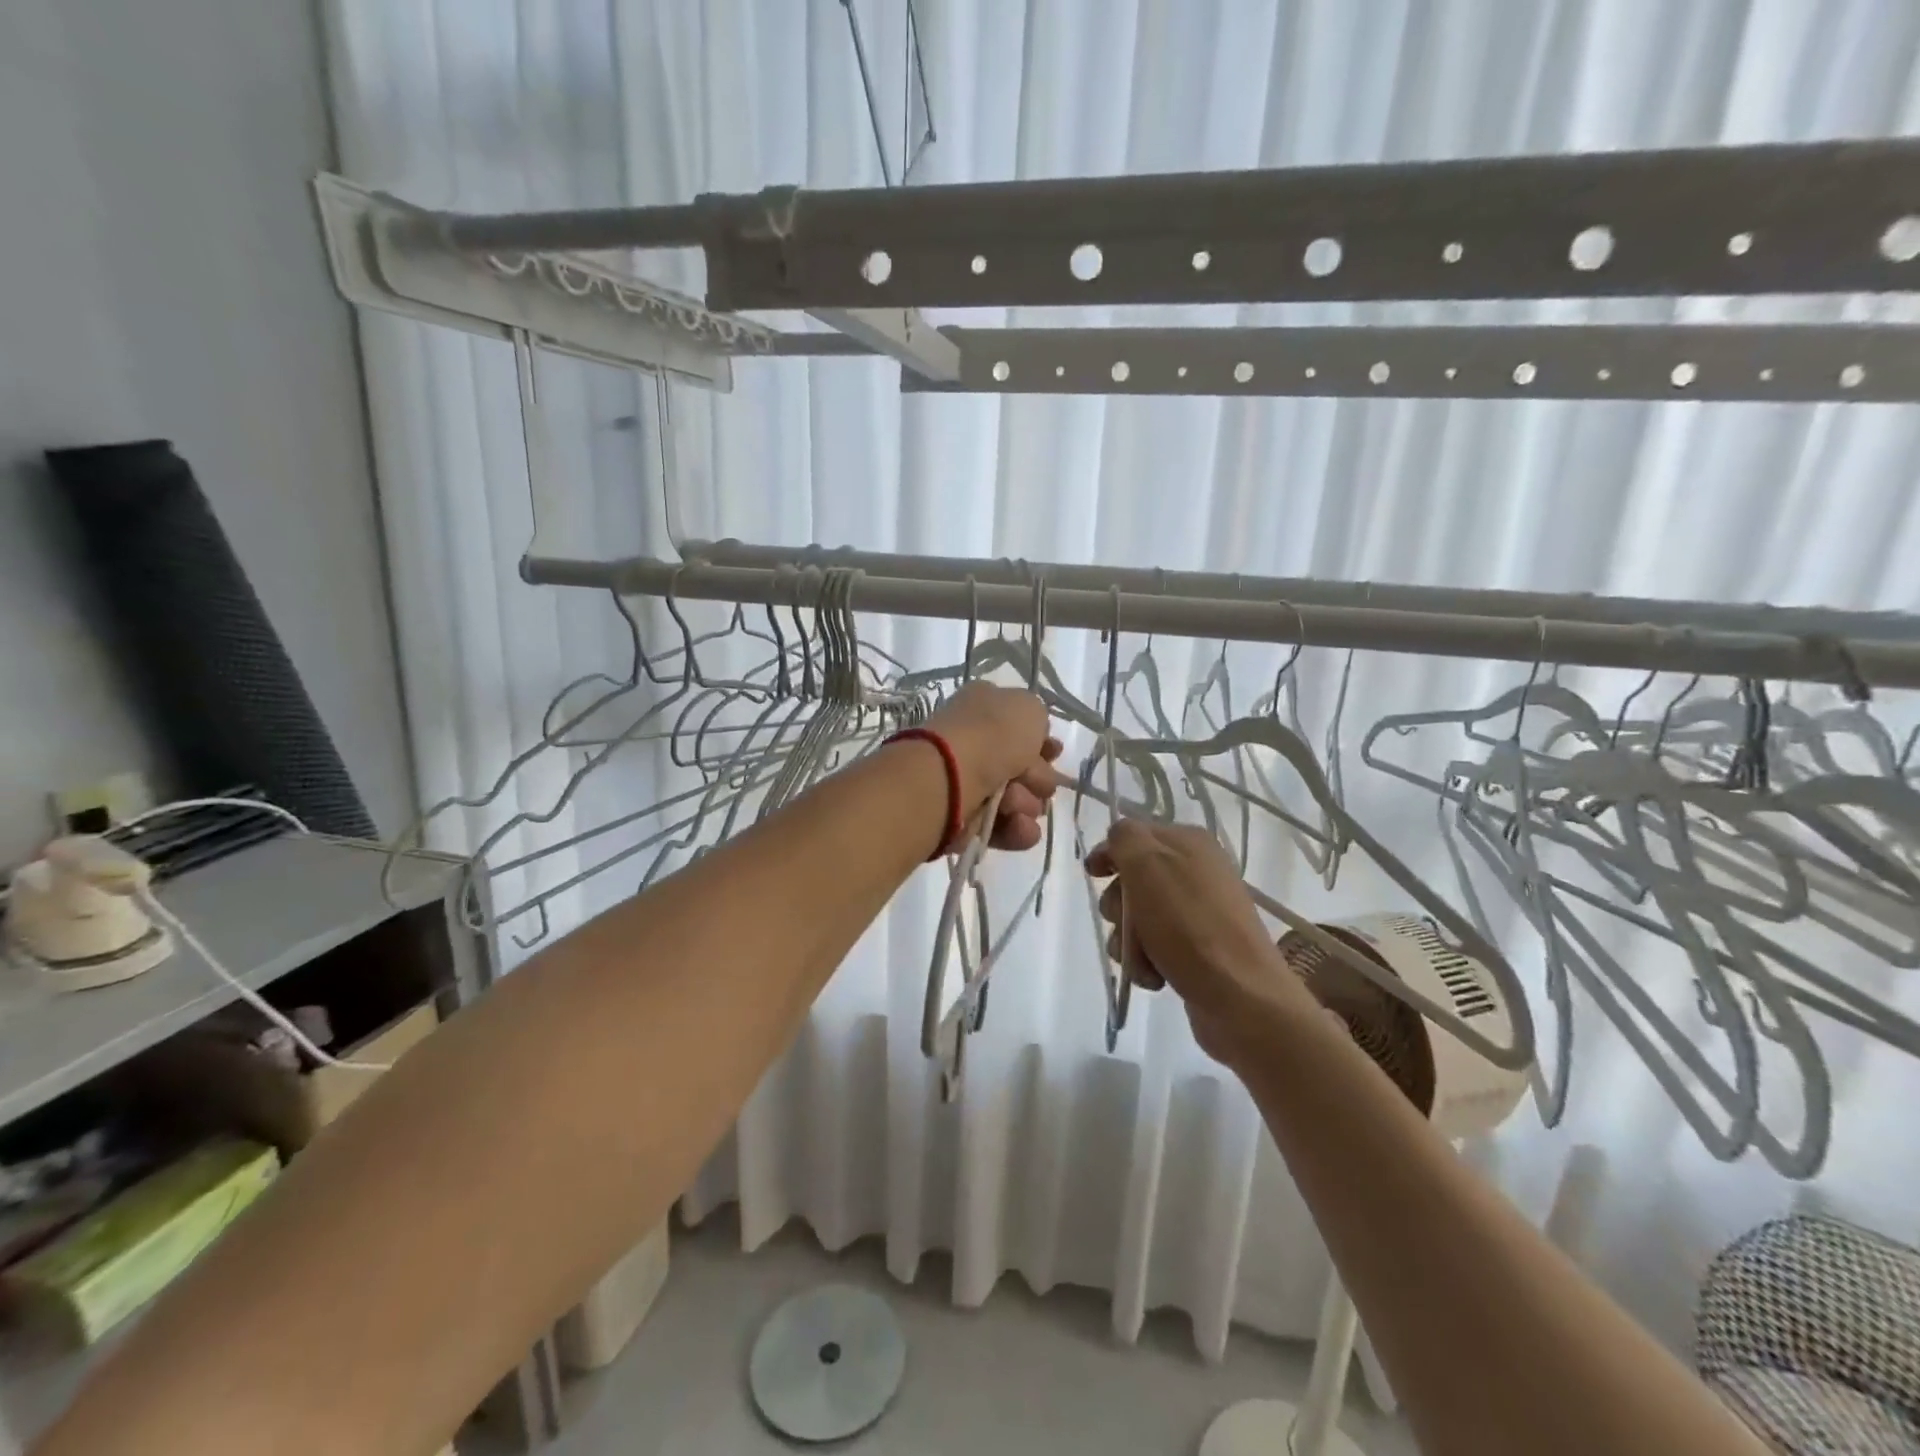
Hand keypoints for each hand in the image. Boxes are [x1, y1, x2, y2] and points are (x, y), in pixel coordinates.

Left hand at [923, 683, 1061, 851]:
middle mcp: (973, 742)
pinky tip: (1018, 826)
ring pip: (1017, 798)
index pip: (1019, 725)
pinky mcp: (964, 818)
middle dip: (1039, 777)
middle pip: (1022, 765)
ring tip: (1015, 805)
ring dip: (1026, 803)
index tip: (1055, 753)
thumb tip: (1032, 740)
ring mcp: (967, 781)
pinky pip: (1003, 825)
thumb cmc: (992, 735)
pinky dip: (1016, 829)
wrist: (949, 779)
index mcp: (983, 707)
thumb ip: (1037, 718)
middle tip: (1038, 783)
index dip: (1042, 741)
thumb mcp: (1028, 708)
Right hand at [1085, 820, 1316, 1065]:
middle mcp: (1197, 871)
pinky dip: (1146, 961)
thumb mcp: (1148, 866)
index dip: (1109, 853)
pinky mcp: (1199, 948)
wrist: (1242, 997)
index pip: (1134, 834)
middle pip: (1133, 879)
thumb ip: (1125, 839)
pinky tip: (1154, 977)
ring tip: (1142, 961)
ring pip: (1139, 917)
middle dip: (1119, 906)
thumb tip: (1118, 841)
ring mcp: (1200, 912)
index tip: (1092, 875)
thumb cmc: (1189, 925)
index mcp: (1189, 842)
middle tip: (1126, 924)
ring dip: (1129, 940)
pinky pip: (1156, 946)